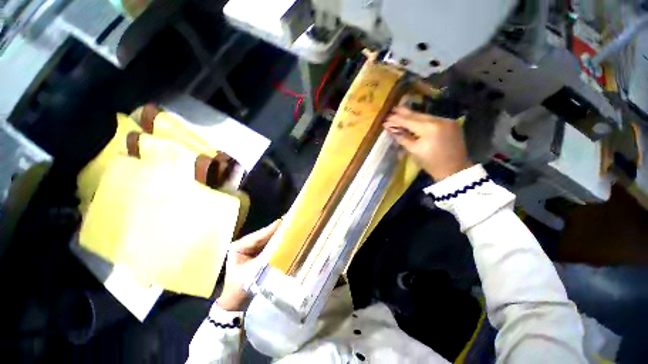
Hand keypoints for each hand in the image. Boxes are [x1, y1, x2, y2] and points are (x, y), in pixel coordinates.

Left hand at [217, 220, 280, 310]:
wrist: (236, 304)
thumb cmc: (240, 288)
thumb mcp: (254, 271)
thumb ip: (267, 256)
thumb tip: (282, 244)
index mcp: (238, 246)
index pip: (257, 236)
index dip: (270, 229)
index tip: (283, 221)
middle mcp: (244, 245)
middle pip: (263, 236)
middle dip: (275, 231)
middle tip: (289, 223)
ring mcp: (250, 250)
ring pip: (266, 240)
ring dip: (277, 236)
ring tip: (289, 229)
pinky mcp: (256, 255)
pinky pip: (268, 246)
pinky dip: (276, 244)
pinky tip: (285, 239)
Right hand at [384, 106, 472, 180]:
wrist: (454, 170)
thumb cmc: (430, 163)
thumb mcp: (413, 151)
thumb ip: (402, 137)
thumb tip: (391, 128)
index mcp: (429, 128)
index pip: (409, 121)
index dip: (396, 119)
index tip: (386, 117)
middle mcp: (439, 120)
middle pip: (418, 115)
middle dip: (404, 113)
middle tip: (393, 109)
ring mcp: (447, 120)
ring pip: (426, 116)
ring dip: (413, 116)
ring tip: (401, 112)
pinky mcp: (452, 124)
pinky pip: (434, 119)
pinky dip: (423, 120)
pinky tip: (415, 119)